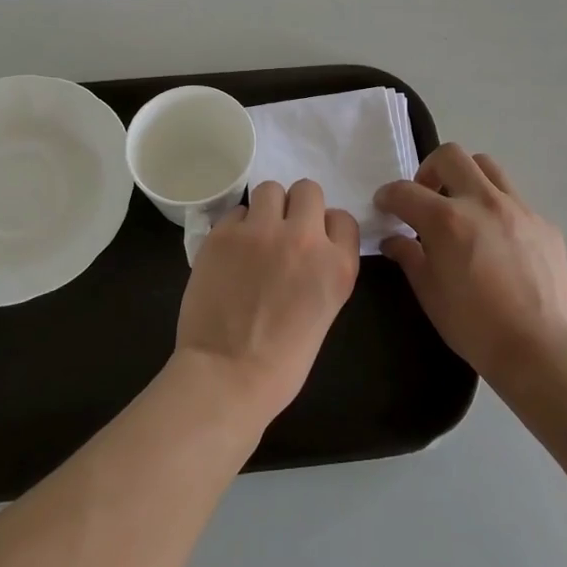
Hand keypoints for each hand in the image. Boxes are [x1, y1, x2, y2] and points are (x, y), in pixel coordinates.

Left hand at [174, 179, 360, 427]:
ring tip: (255, 235)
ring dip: (266, 208)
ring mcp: (262, 232)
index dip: (326, 228)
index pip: (343, 218)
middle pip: (308, 190)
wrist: (227, 377)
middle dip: (298, 207)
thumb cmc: (282, 362)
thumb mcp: (325, 311)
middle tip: (283, 232)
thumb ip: (323, 270)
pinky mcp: (224, 234)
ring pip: (270, 189)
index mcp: (338, 265)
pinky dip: (236, 227)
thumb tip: (307, 249)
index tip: (313, 244)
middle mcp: (305, 238)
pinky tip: (230, 253)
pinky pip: (236, 211)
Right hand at [374, 145, 566, 389]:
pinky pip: (515, 200)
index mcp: (447, 220)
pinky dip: (497, 209)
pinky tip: (497, 241)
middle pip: (450, 156)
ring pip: (487, 167)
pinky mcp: (544, 224)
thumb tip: (394, 240)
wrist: (538, 348)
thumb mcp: (429, 293)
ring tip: (462, 208)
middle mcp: (482, 202)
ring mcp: (519, 209)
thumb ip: (408, 257)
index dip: (388, 196)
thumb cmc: (473, 325)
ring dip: (466, 178)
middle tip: (426, 197)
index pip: (405, 191)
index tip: (385, 205)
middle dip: (429, 170)